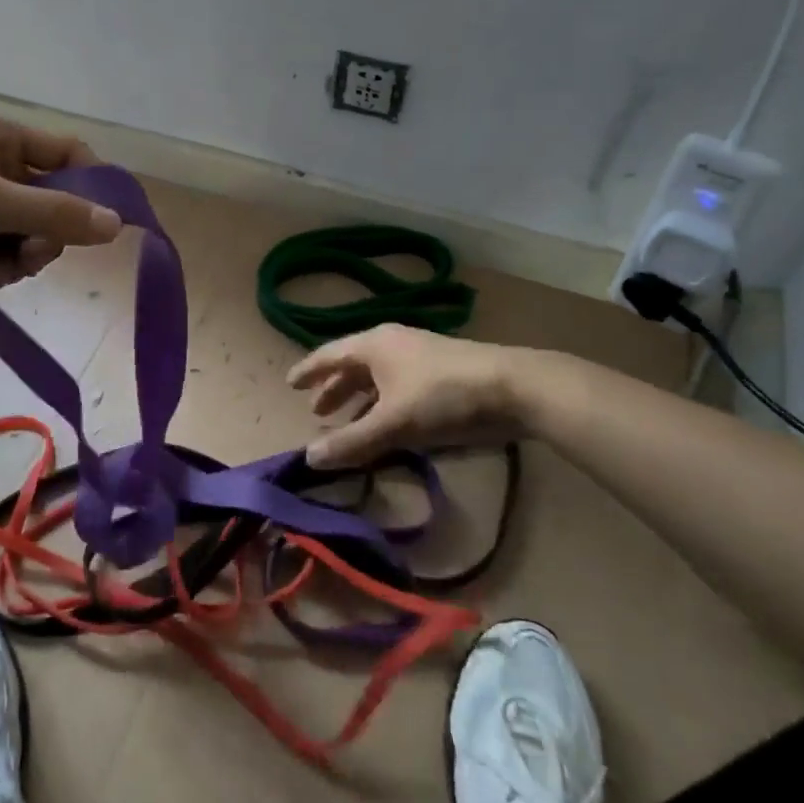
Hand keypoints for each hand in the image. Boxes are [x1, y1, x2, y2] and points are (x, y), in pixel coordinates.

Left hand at [0, 116, 120, 302]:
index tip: (103, 225)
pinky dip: (0, 266)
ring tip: (0, 273)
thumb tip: (117, 224)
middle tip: (31, 257)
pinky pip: (3, 248)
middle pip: (52, 198)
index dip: (92, 184)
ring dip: (23, 257)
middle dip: (47, 234)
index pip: (68, 152)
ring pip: (29, 230)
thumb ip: (55, 213)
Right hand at [288, 324, 533, 468]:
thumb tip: (308, 458)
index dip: (308, 371)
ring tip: (348, 423)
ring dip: (360, 399)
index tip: (289, 384)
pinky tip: (388, 425)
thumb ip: (351, 442)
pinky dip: (383, 404)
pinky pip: (398, 386)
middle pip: (353, 365)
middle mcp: (392, 344)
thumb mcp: (393, 423)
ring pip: (378, 377)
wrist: (514, 387)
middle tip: (317, 412)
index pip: (330, 355)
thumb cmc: (443, 397)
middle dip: (334, 389)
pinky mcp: (441, 372)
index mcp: (374, 345)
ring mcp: (419, 356)